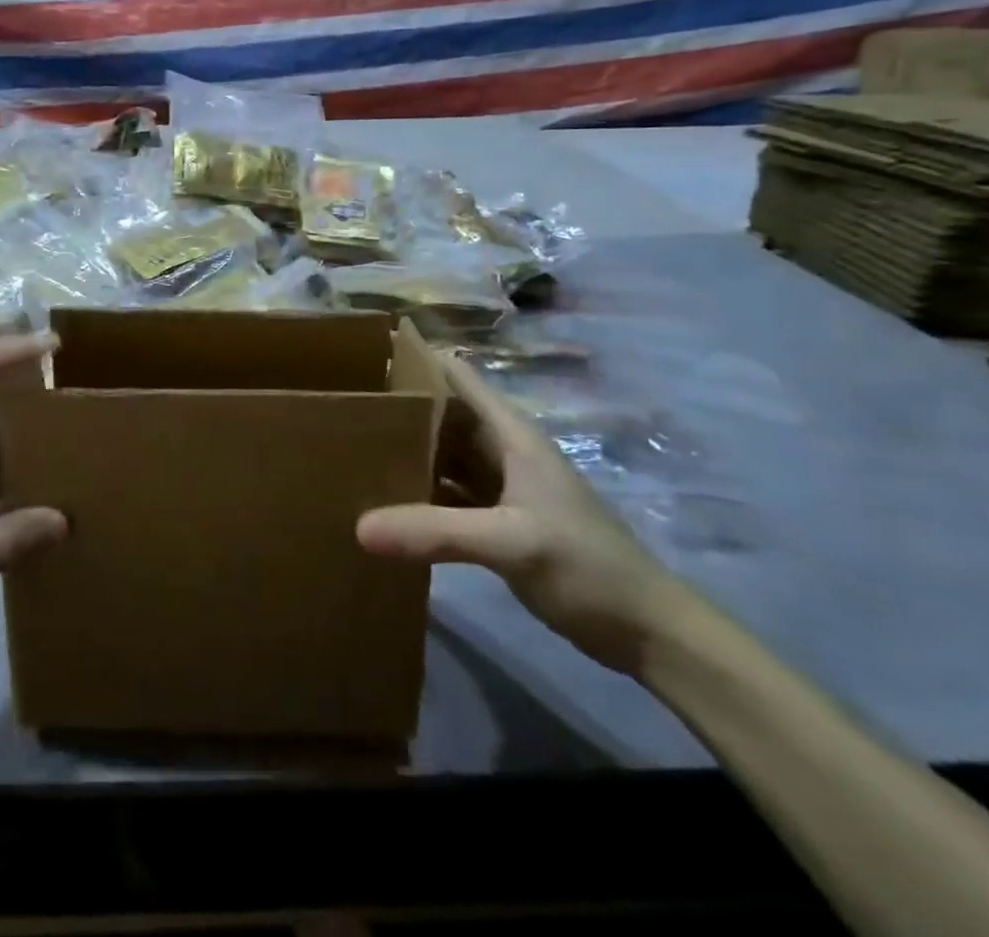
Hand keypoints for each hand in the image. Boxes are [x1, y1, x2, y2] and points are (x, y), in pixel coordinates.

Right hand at [357, 351, 694, 674]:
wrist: (646, 631)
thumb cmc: (586, 566)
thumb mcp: (511, 542)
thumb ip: (436, 531)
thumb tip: (359, 525)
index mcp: (511, 435)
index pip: (458, 376)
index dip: (418, 360)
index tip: (367, 356)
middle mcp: (503, 451)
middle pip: (445, 414)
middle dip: (401, 407)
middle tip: (342, 405)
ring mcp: (503, 489)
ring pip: (446, 456)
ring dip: (409, 450)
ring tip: (352, 446)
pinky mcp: (501, 523)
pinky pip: (450, 495)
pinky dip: (422, 493)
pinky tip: (386, 500)